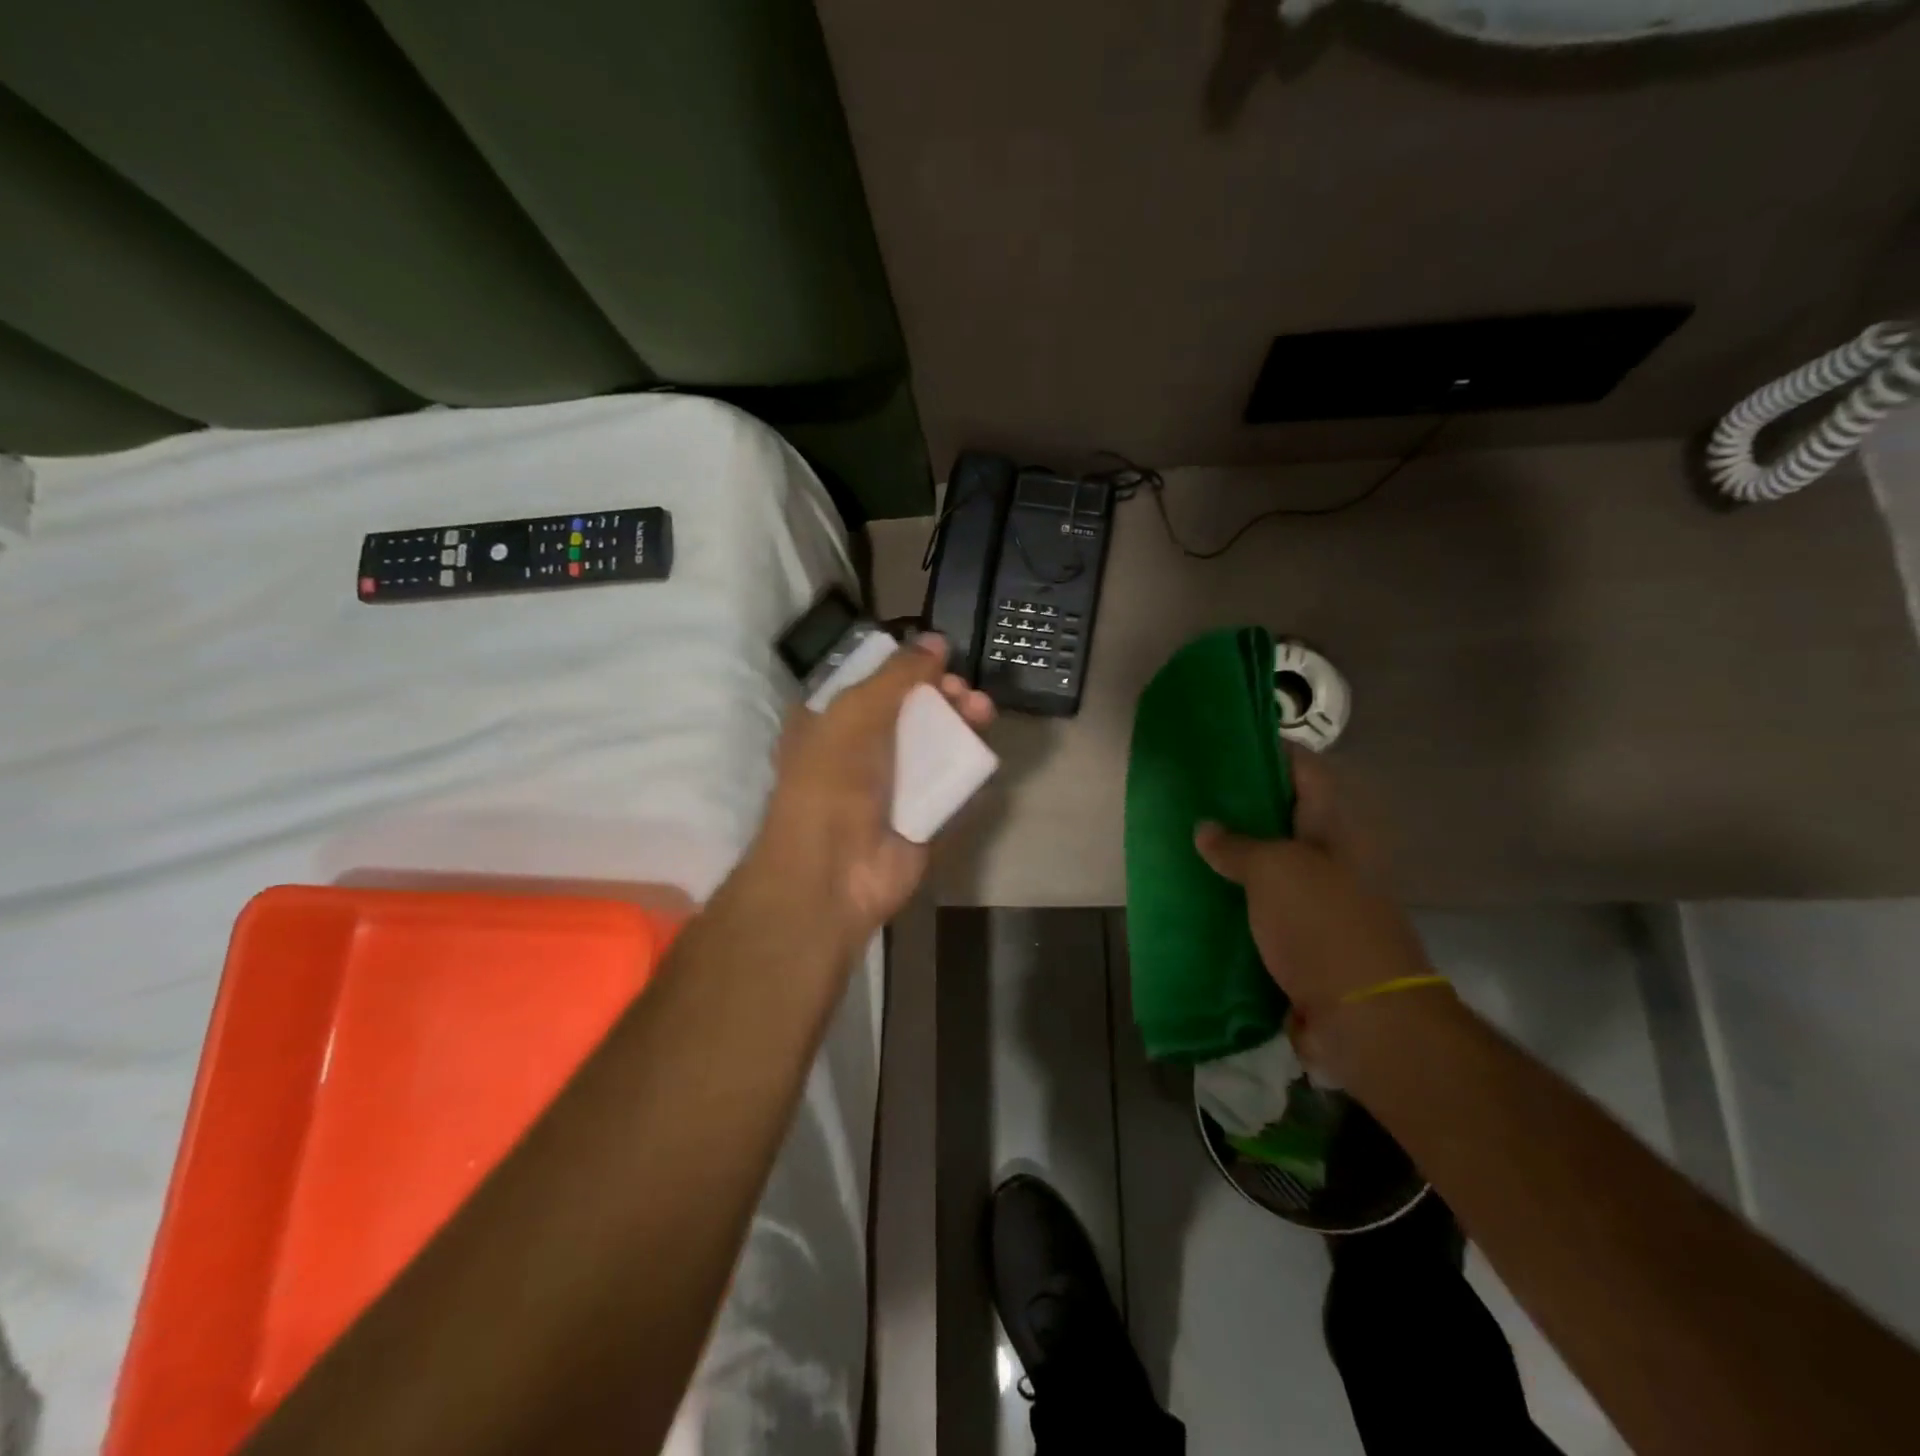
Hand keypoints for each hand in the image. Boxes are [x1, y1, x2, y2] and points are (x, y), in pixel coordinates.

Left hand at [755, 633, 994, 945]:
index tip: (939, 658)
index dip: (906, 670)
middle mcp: (861, 753)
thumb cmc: (832, 781)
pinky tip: (983, 747)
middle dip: (941, 695)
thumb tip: (936, 640)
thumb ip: (898, 675)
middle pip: (910, 713)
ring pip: (934, 745)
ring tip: (982, 710)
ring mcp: (892, 787)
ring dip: (959, 723)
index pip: (873, 686)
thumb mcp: (856, 714)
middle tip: (964, 690)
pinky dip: (967, 764)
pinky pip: (949, 783)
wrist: (834, 871)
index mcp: (831, 725)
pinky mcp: (921, 816)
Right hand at [1193, 749, 1435, 1049]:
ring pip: (1270, 861)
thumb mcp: (1275, 871)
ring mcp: (1318, 897)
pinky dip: (1234, 895)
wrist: (1363, 1016)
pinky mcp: (1302, 935)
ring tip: (1186, 836)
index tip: (1227, 740)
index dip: (1271, 750)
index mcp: (1337, 828)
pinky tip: (1198, 891)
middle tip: (1193, 790)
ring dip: (1234, 852)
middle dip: (1242, 802)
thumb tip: (1206, 828)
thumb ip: (1236, 845)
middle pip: (1285, 815)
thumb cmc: (1323, 925)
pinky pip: (1262, 903)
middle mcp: (1332, 856)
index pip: (1306, 770)